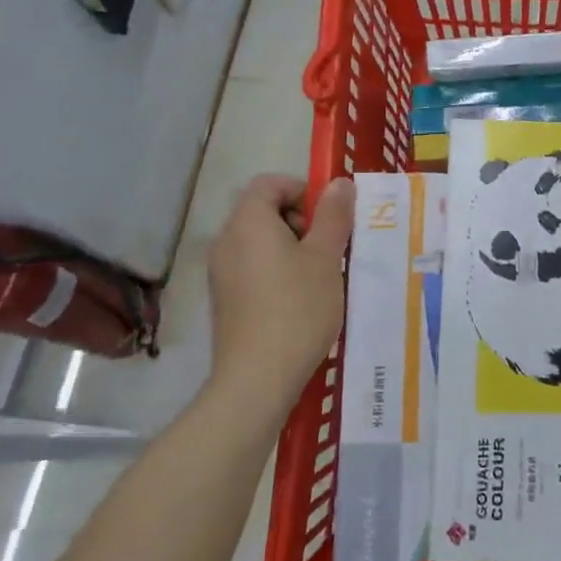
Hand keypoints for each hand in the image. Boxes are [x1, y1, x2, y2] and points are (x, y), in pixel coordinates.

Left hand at [206, 176, 354, 419]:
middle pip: (263, 211)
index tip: (329, 217)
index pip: (270, 183)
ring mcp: (221, 272)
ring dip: (291, 248)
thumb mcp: (325, 257)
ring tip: (320, 277)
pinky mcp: (224, 300)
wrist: (257, 378)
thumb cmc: (298, 308)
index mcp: (248, 222)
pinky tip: (300, 301)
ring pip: (259, 242)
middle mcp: (227, 240)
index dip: (302, 190)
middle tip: (329, 248)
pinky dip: (276, 271)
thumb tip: (339, 183)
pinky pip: (252, 268)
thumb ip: (333, 216)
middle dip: (300, 221)